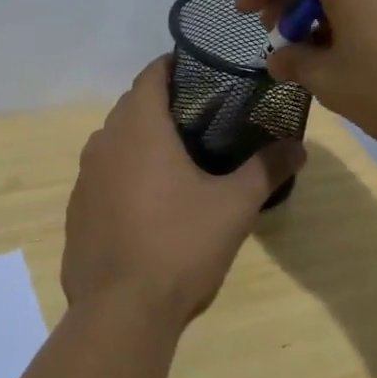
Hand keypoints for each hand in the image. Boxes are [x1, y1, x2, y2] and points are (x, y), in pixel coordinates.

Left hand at [63, 57, 305, 328]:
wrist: (120, 310)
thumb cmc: (179, 245)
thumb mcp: (234, 206)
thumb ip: (266, 169)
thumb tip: (299, 146)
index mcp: (138, 127)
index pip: (152, 74)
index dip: (176, 66)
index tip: (204, 73)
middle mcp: (104, 141)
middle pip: (133, 106)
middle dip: (164, 105)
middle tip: (203, 118)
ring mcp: (85, 176)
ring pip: (115, 141)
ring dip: (142, 140)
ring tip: (179, 158)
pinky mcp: (76, 209)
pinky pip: (103, 175)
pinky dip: (124, 174)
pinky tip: (148, 202)